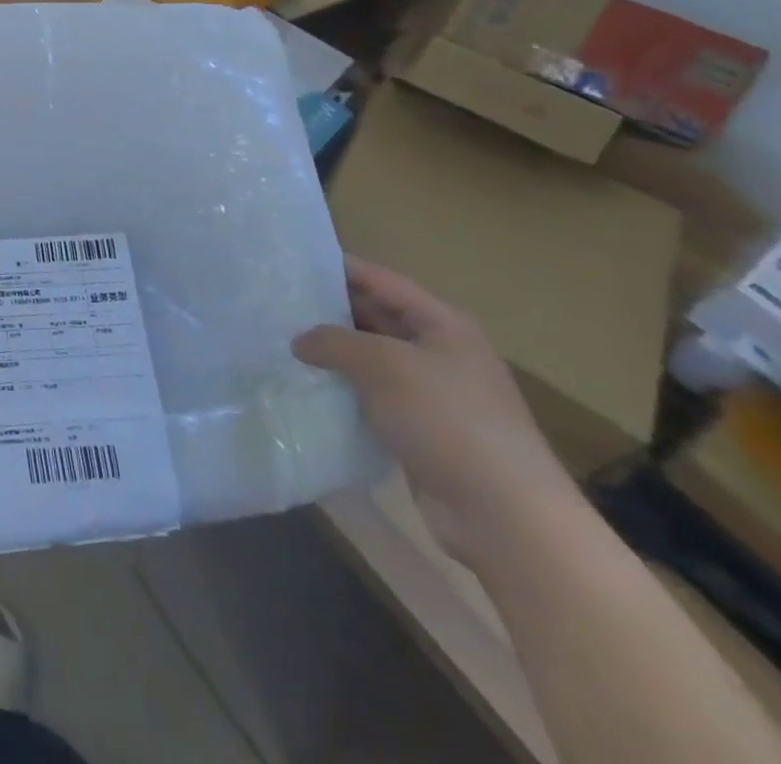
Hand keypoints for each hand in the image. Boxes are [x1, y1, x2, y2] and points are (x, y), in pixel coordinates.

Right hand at [293, 255, 581, 564]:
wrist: (504, 517)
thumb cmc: (449, 421)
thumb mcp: (385, 365)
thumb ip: (335, 342)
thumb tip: (299, 340)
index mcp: (442, 324)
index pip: (380, 280)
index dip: (338, 268)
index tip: (291, 263)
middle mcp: (438, 351)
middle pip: (374, 317)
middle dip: (328, 311)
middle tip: (276, 304)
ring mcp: (430, 393)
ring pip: (369, 359)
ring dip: (331, 354)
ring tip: (280, 342)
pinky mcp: (418, 429)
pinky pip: (370, 396)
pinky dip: (341, 390)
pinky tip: (305, 387)